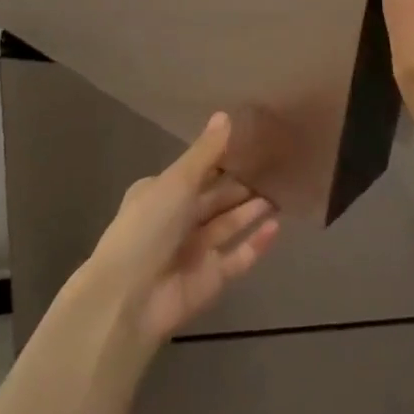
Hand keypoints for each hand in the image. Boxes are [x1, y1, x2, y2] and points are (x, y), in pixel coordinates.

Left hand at [82, 113, 279, 345]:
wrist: (130, 298)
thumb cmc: (148, 228)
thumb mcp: (176, 182)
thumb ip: (205, 152)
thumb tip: (225, 115)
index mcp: (161, 192)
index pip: (198, 170)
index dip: (224, 157)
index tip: (255, 141)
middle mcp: (177, 219)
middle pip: (216, 197)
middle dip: (243, 183)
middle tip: (279, 164)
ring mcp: (195, 250)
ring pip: (230, 224)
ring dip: (253, 209)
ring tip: (284, 190)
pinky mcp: (211, 278)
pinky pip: (238, 256)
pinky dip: (256, 242)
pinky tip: (277, 226)